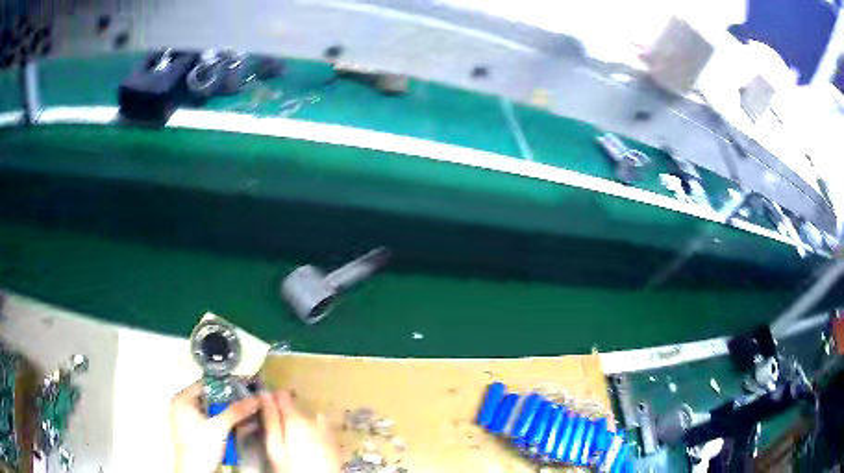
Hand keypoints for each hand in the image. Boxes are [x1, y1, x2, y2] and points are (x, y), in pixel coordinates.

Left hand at [170, 382, 259, 472]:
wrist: (196, 472)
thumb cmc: (200, 448)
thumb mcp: (219, 428)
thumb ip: (236, 411)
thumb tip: (254, 399)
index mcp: (182, 399)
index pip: (206, 384)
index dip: (226, 385)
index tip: (243, 386)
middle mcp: (183, 406)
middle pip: (210, 398)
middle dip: (230, 402)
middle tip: (247, 402)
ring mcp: (189, 420)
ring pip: (213, 411)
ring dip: (229, 414)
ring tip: (246, 415)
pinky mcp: (196, 432)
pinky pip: (212, 421)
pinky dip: (224, 423)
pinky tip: (238, 427)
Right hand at [259, 390, 340, 472]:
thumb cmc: (293, 469)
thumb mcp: (275, 448)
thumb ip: (271, 420)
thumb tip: (264, 394)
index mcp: (297, 419)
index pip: (282, 395)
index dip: (271, 399)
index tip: (263, 409)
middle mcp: (315, 419)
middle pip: (295, 408)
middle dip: (284, 416)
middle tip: (277, 435)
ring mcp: (328, 429)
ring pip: (307, 419)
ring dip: (299, 426)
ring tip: (292, 445)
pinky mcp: (335, 440)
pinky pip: (319, 429)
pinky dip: (311, 433)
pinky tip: (307, 449)